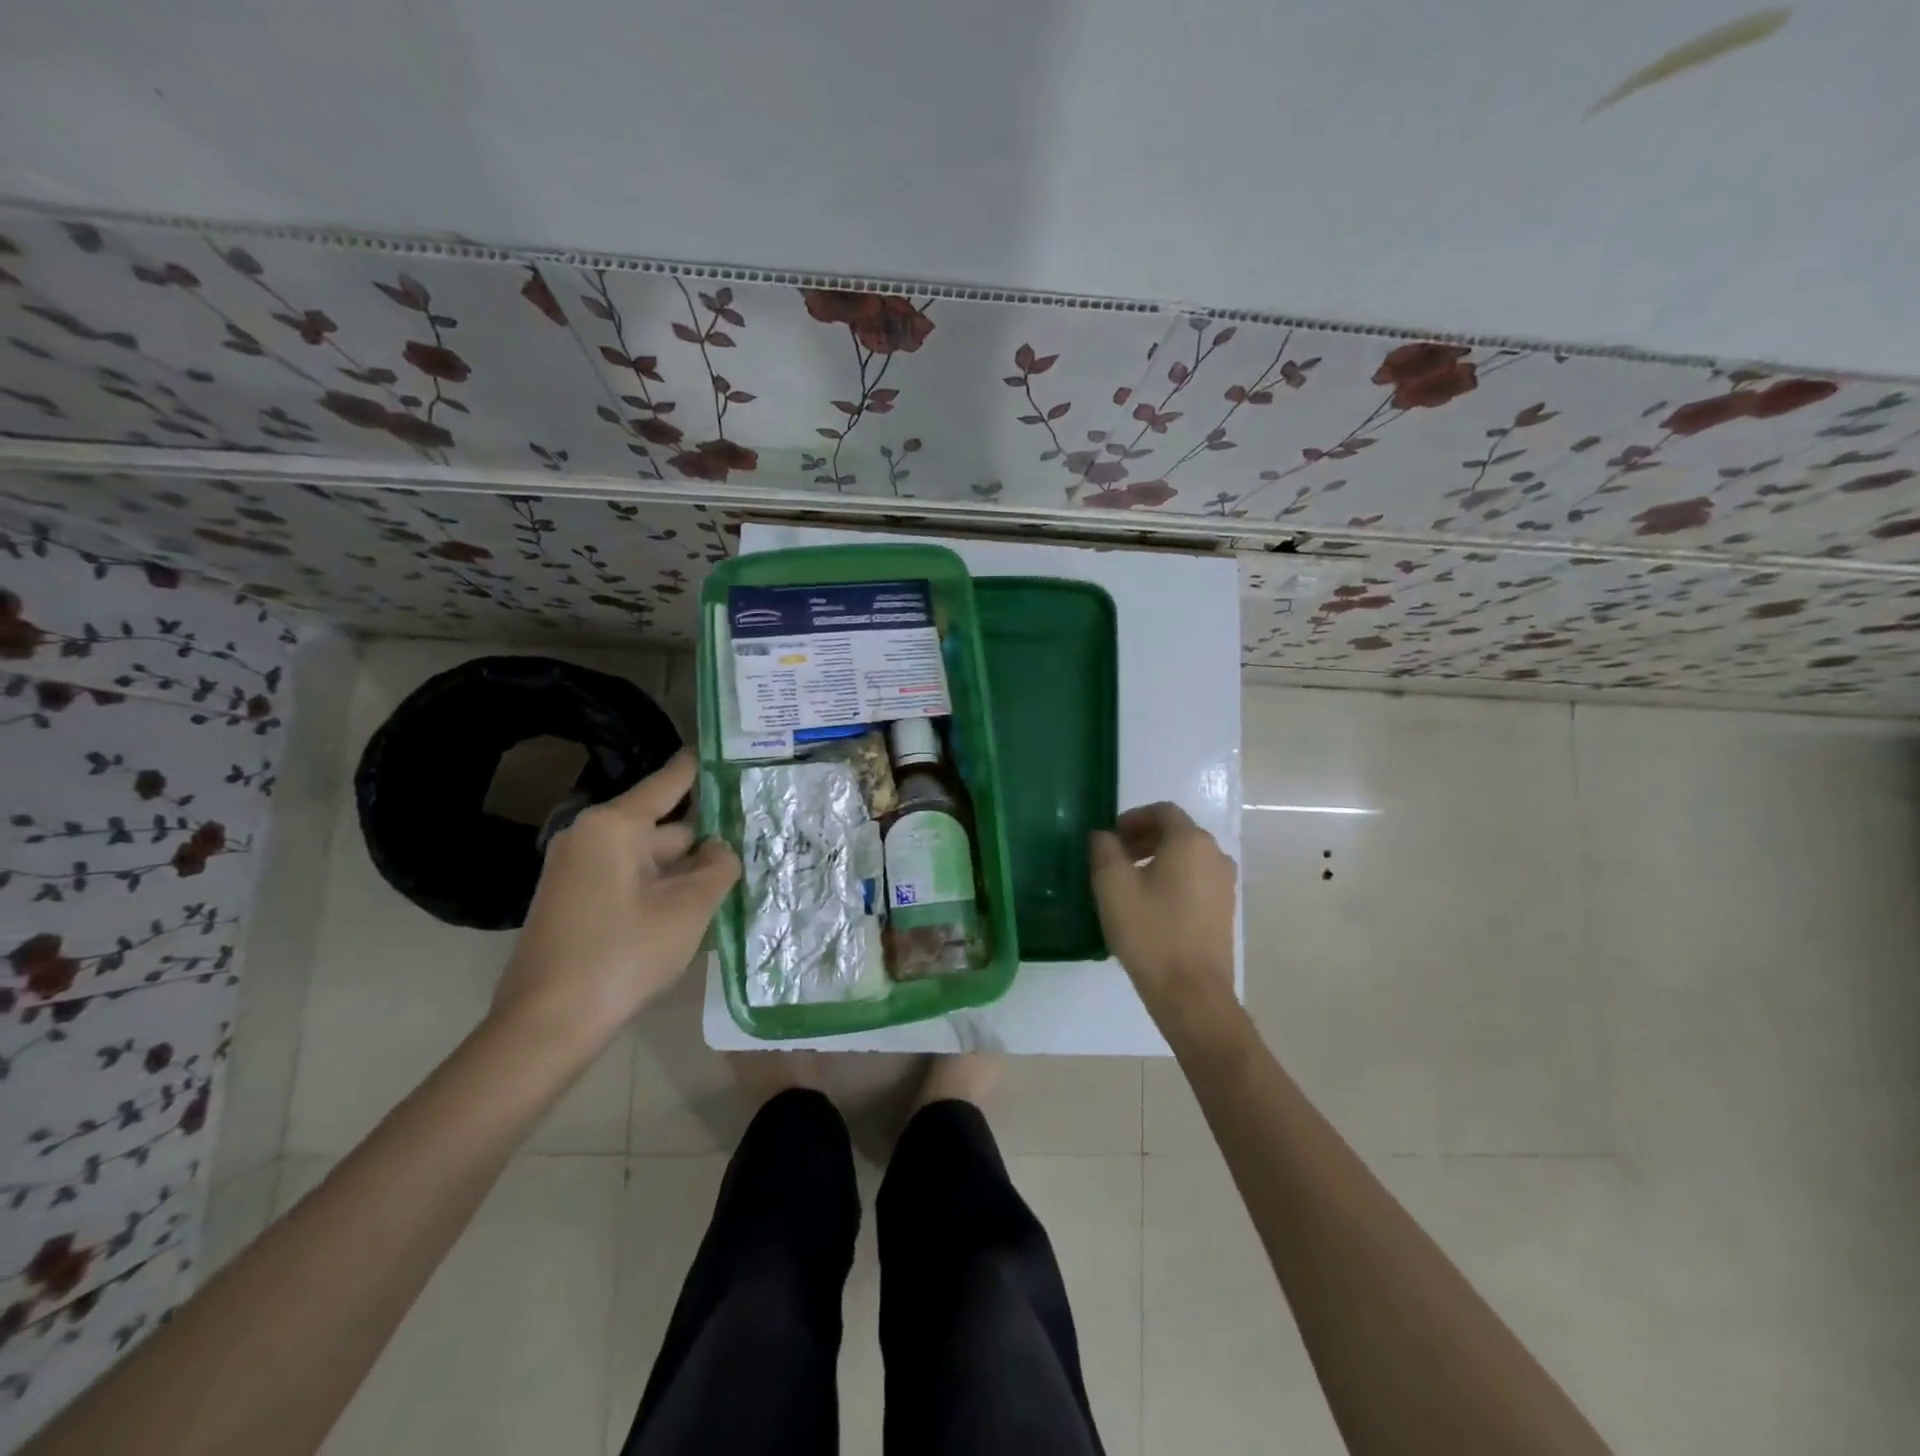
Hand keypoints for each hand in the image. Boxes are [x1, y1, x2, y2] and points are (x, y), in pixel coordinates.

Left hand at [492, 750, 739, 1051]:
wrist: (546, 1026)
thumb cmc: (623, 955)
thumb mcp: (687, 909)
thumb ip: (718, 868)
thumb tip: (723, 849)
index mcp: (615, 825)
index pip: (672, 780)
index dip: (706, 766)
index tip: (738, 752)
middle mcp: (592, 836)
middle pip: (665, 824)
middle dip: (707, 836)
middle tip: (757, 838)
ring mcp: (579, 869)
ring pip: (650, 856)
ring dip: (687, 868)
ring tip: (736, 876)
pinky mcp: (576, 899)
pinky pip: (631, 878)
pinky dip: (663, 886)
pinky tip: (696, 906)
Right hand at [1089, 802, 1235, 1008]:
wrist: (1191, 993)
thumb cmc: (1149, 931)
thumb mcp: (1112, 884)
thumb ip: (1103, 848)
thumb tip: (1103, 836)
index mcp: (1190, 841)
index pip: (1162, 811)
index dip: (1132, 818)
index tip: (1109, 838)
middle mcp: (1215, 855)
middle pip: (1176, 832)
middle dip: (1143, 839)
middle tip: (1114, 859)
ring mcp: (1225, 885)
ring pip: (1186, 858)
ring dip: (1157, 860)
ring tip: (1129, 885)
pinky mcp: (1225, 911)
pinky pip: (1195, 881)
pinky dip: (1173, 881)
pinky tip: (1151, 908)